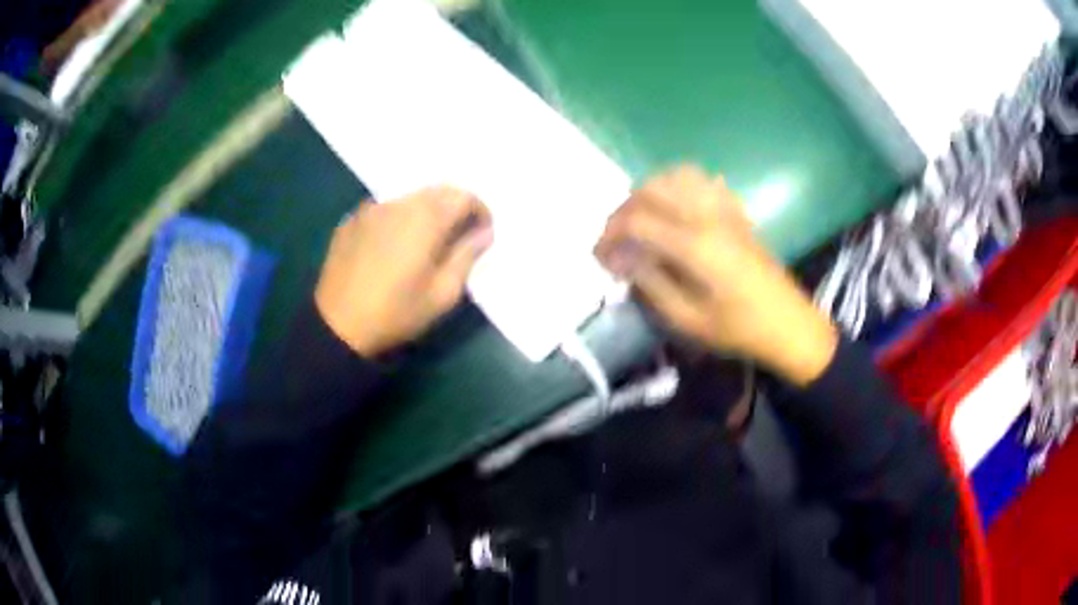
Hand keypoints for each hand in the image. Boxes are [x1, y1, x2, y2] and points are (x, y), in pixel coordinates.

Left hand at [315, 187, 492, 356]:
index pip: (464, 196)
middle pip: (437, 190)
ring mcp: (371, 208)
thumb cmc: (396, 313)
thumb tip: (483, 233)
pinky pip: (385, 208)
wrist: (337, 325)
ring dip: (426, 211)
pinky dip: (398, 218)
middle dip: (455, 207)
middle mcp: (399, 203)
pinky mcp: (351, 219)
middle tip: (458, 235)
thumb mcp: (442, 294)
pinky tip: (393, 245)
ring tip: (426, 241)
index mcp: (426, 218)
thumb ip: (467, 257)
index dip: (480, 211)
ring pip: (409, 197)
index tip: (483, 233)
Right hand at [595, 166, 837, 385]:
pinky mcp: (736, 212)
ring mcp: (725, 209)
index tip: (599, 257)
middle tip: (616, 240)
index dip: (610, 234)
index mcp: (694, 245)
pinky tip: (675, 208)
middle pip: (651, 189)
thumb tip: (621, 258)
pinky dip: (679, 185)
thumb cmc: (739, 329)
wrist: (788, 325)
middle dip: (623, 210)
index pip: (637, 220)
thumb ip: (650, 282)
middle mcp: (707, 216)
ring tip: (641, 220)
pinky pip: (703, 181)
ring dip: (649, 191)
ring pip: (676, 175)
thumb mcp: (688, 319)